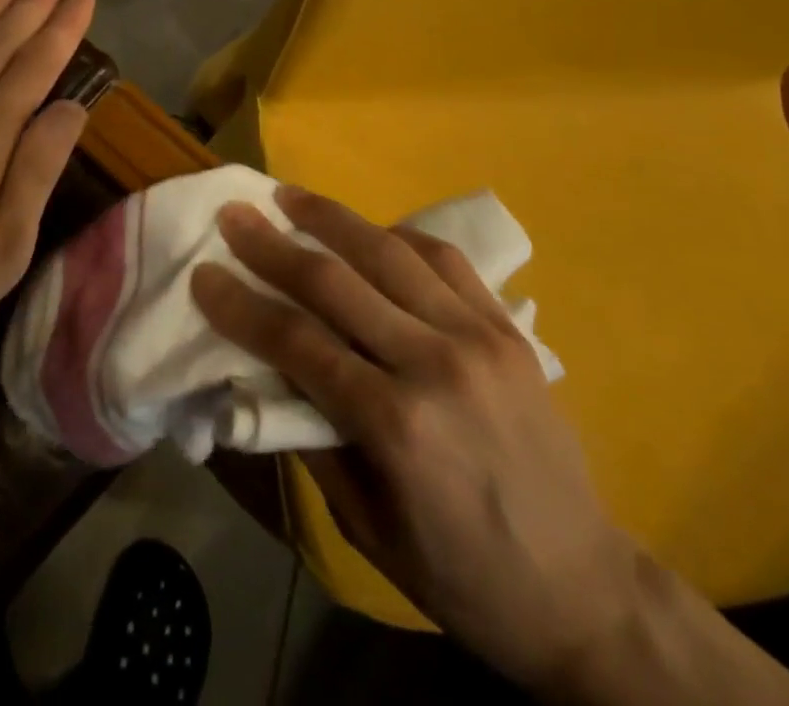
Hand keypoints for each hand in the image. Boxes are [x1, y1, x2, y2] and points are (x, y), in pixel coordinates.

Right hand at [192, 188, 641, 692]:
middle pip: (335, 282)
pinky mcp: (508, 329)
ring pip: (389, 253)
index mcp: (395, 425)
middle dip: (273, 243)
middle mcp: (435, 364)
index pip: (296, 341)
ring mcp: (479, 338)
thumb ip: (313, 436)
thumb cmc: (461, 574)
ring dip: (331, 217)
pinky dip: (399, 236)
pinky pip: (445, 261)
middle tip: (235, 213)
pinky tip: (370, 229)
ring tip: (290, 195)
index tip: (204, 273)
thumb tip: (266, 370)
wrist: (584, 591)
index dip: (241, 305)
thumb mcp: (366, 526)